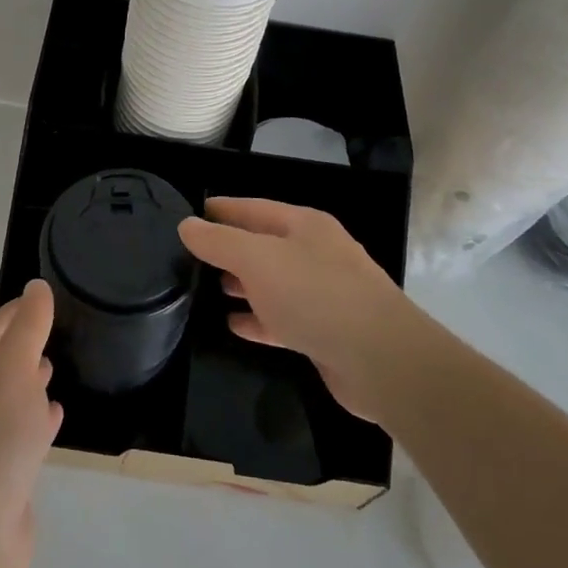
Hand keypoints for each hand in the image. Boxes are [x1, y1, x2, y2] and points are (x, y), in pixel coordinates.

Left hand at [0, 281, 63, 567]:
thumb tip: (36, 287)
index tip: (41, 299)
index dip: (13, 312)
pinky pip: (18, 435)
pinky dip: (36, 421)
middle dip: (20, 347)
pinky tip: (55, 418)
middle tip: (51, 333)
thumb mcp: (14, 370)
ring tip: (53, 370)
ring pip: (6, 400)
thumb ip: (28, 327)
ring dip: (27, 383)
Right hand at [179, 198, 418, 421]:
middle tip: (190, 257)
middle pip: (264, 244)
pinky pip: (281, 318)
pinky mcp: (324, 331)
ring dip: (242, 284)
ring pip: (272, 282)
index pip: (253, 208)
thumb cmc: (315, 295)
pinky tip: (232, 325)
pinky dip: (257, 319)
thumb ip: (219, 241)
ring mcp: (323, 294)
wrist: (380, 360)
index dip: (221, 209)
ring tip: (207, 288)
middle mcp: (315, 254)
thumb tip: (186, 225)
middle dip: (229, 249)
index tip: (190, 214)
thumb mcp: (258, 260)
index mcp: (305, 225)